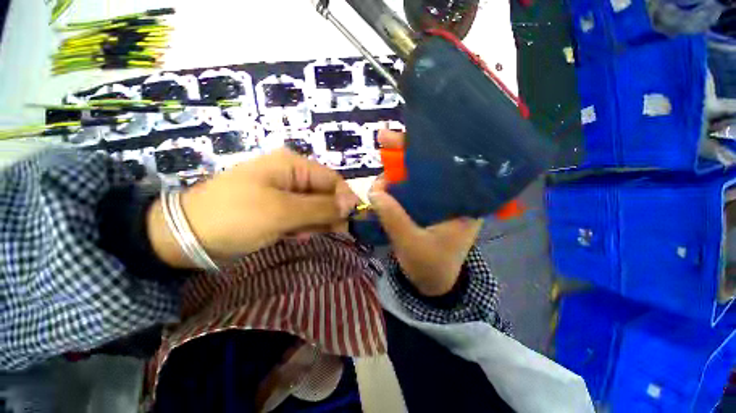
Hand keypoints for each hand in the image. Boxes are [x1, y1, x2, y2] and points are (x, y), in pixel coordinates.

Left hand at [147, 149, 359, 267]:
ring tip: (299, 235)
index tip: (348, 221)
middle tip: (325, 233)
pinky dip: (301, 228)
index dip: (344, 199)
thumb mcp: (282, 211)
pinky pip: (302, 216)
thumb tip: (352, 203)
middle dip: (327, 214)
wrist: (187, 236)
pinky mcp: (278, 208)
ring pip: (315, 208)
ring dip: (313, 223)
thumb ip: (321, 207)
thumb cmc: (236, 216)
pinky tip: (292, 236)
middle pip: (325, 194)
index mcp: (293, 166)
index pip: (332, 180)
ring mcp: (285, 193)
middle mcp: (292, 176)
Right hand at [370, 130, 482, 295]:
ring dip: (396, 172)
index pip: (449, 163)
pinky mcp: (424, 206)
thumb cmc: (431, 267)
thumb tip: (374, 191)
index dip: (428, 147)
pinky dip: (394, 186)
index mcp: (463, 202)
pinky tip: (382, 187)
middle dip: (406, 152)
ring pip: (416, 176)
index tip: (410, 135)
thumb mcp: (412, 244)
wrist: (432, 284)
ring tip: (379, 180)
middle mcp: (452, 195)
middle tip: (383, 140)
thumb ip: (393, 217)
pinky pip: (408, 189)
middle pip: (430, 164)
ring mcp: (436, 200)